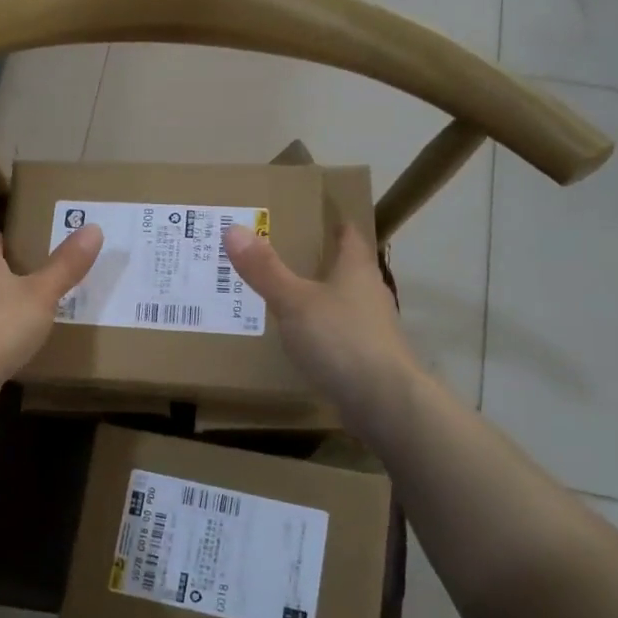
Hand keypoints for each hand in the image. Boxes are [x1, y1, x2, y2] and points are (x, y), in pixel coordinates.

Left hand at [0, 226, 102, 418]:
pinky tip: (22, 341)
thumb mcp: (42, 293)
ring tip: (39, 306)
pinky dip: (3, 332)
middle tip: (45, 271)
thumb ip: (66, 265)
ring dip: (8, 303)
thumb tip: (93, 228)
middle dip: (13, 270)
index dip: (9, 237)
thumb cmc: (1, 325)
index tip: (32, 237)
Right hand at [224, 221, 420, 429]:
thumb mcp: (294, 301)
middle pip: (348, 269)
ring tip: (288, 297)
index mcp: (357, 270)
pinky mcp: (370, 360)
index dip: (335, 223)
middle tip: (286, 254)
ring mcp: (374, 329)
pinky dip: (324, 332)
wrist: (384, 402)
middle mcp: (370, 294)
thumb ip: (265, 269)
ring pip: (344, 304)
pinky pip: (342, 336)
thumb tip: (233, 229)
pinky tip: (304, 341)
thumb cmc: (340, 340)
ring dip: (322, 299)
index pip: (350, 236)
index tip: (315, 215)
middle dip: (322, 261)